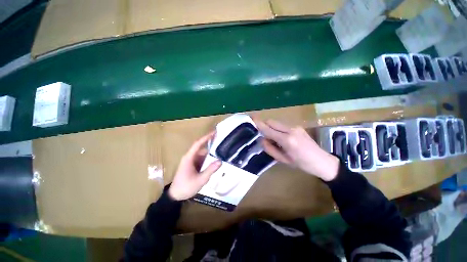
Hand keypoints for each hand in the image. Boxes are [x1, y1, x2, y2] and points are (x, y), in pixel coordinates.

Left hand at [168, 132, 221, 200]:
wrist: (175, 196)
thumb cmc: (185, 187)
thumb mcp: (200, 180)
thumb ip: (210, 170)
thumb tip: (220, 161)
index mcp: (189, 158)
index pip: (198, 144)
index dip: (206, 137)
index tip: (214, 133)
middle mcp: (190, 157)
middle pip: (202, 149)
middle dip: (212, 147)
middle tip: (223, 146)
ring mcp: (191, 161)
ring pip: (203, 155)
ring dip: (211, 155)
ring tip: (221, 154)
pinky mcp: (193, 165)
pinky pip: (202, 160)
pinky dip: (208, 160)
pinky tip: (215, 162)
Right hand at [254, 119, 339, 180]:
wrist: (323, 161)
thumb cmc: (302, 164)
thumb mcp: (284, 160)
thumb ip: (270, 149)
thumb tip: (262, 139)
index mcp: (287, 140)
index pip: (268, 129)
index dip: (259, 124)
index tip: (251, 118)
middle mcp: (291, 130)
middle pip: (271, 122)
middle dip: (263, 124)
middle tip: (259, 133)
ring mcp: (295, 127)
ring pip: (276, 123)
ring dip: (270, 127)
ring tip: (271, 138)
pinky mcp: (297, 127)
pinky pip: (282, 125)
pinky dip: (276, 128)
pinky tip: (280, 137)